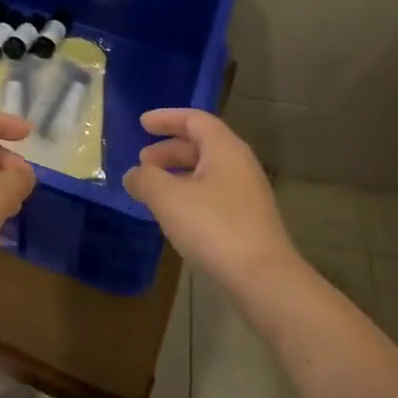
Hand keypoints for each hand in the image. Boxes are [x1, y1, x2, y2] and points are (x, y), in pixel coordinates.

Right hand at [123, 108, 301, 292]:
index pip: (194, 119)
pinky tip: (175, 215)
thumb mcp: (168, 199)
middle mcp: (240, 164)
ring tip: (153, 189)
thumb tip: (133, 175)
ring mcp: (247, 193)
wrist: (264, 279)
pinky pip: (214, 193)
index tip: (142, 123)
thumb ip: (145, 180)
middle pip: (201, 145)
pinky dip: (190, 194)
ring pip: (207, 171)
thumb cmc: (214, 227)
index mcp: (224, 148)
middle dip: (169, 150)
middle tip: (142, 162)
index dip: (166, 118)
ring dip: (178, 174)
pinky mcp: (249, 220)